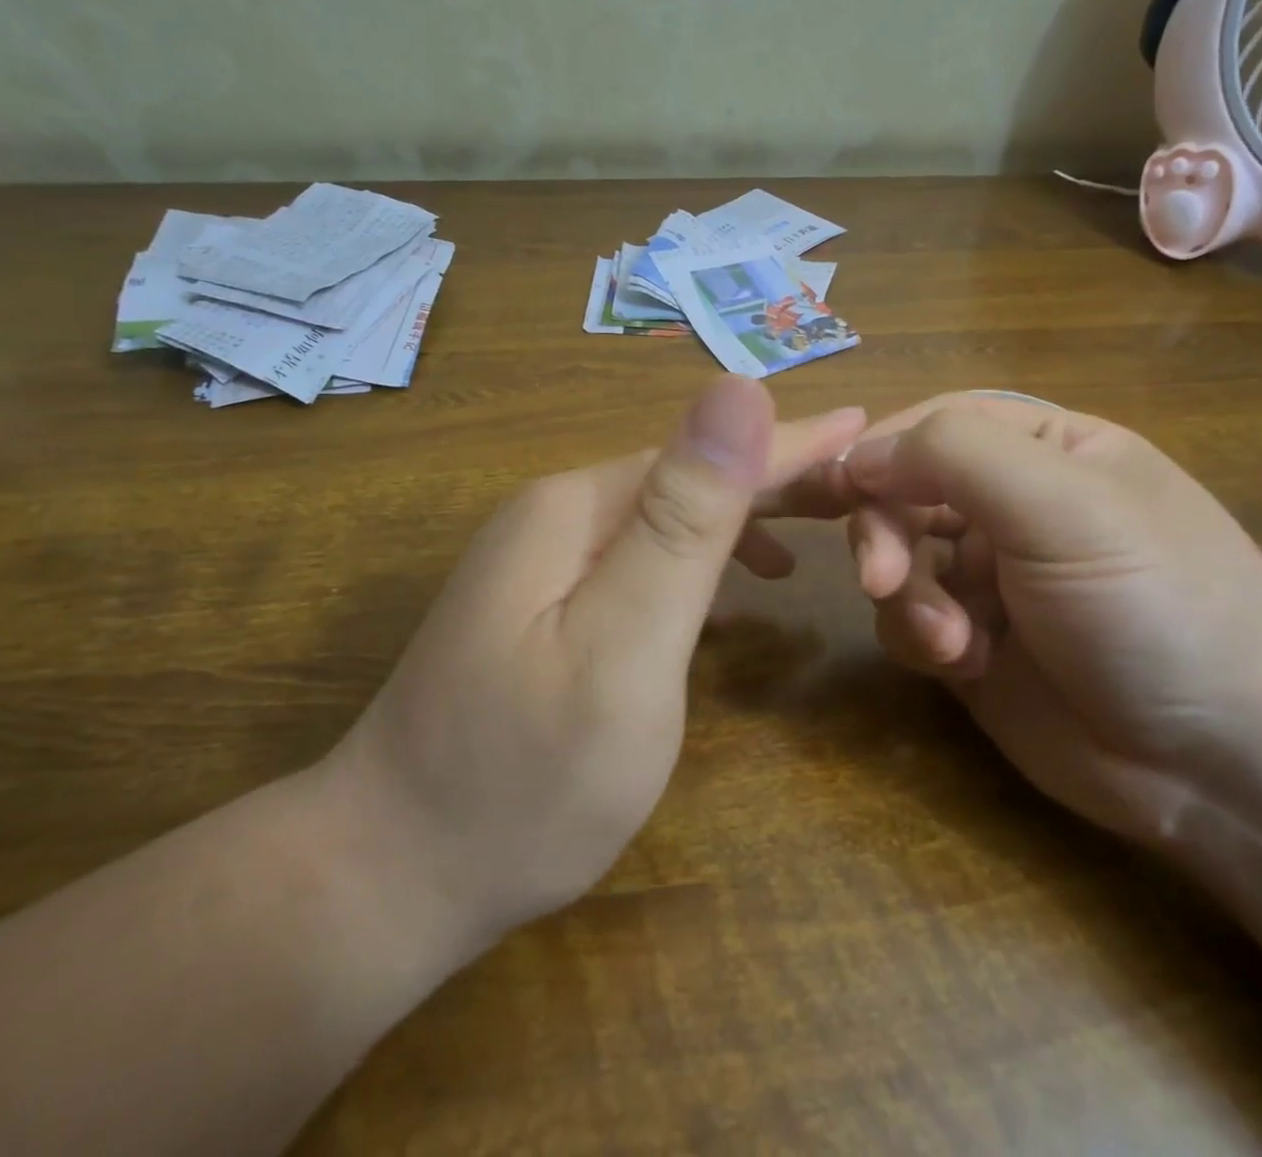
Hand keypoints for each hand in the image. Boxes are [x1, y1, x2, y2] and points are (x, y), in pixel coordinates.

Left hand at [323, 377, 864, 942]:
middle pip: (689, 476)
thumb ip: (684, 519)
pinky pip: (643, 558)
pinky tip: (732, 587)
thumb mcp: (625, 646)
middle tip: (860, 490)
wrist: (391, 873)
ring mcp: (543, 561)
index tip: (870, 428)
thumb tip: (737, 388)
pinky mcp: (544, 605)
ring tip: (814, 537)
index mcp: (580, 508)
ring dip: (743, 518)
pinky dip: (700, 561)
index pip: (711, 452)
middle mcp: (558, 514)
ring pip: (668, 516)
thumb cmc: (526, 777)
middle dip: (778, 477)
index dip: (797, 442)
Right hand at [836, 393, 1261, 845]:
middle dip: (888, 537)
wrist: (1223, 769)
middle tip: (885, 581)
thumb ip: (956, 455)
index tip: (842, 491)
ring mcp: (987, 576)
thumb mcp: (1065, 507)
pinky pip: (905, 619)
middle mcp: (1010, 505)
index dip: (883, 452)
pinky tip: (965, 667)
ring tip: (953, 644)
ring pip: (896, 560)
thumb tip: (858, 454)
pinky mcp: (968, 640)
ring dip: (909, 599)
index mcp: (1045, 449)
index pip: (936, 424)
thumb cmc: (1155, 607)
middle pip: (903, 493)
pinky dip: (920, 640)